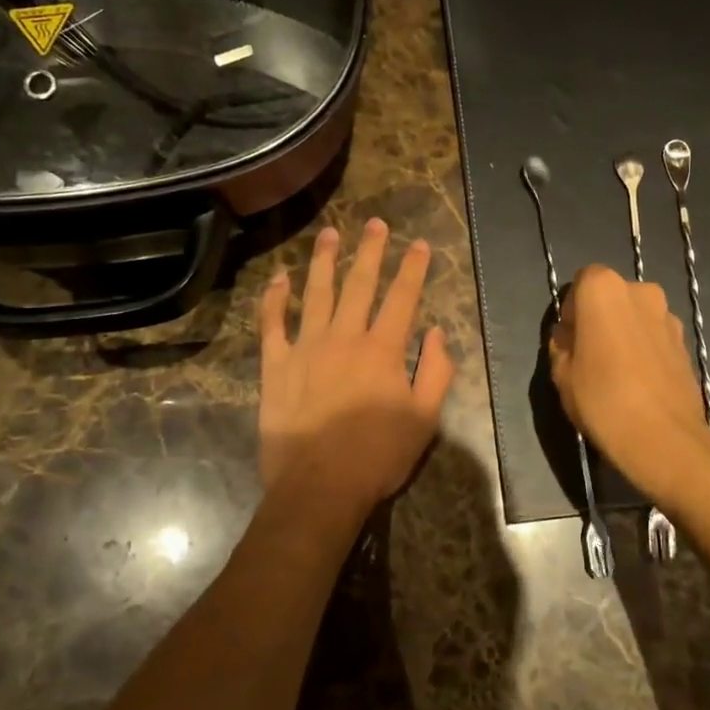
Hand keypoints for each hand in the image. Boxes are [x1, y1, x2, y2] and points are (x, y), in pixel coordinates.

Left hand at [256, 219, 453, 543]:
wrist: (319, 486)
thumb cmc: (378, 456)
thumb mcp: (425, 419)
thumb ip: (436, 372)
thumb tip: (437, 333)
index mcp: (383, 350)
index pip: (402, 298)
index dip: (412, 268)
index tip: (418, 244)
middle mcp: (344, 337)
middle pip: (360, 284)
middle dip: (370, 251)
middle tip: (375, 223)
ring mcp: (306, 347)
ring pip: (316, 293)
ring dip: (324, 261)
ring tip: (330, 234)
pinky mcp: (276, 365)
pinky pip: (272, 324)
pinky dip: (275, 299)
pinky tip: (279, 278)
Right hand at [549, 265, 709, 495]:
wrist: (663, 437)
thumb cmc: (602, 399)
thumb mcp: (561, 373)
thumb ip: (561, 344)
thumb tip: (570, 336)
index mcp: (604, 289)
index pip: (582, 282)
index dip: (572, 309)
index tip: (569, 339)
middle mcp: (641, 291)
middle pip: (613, 297)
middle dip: (600, 318)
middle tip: (590, 354)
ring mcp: (668, 316)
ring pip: (637, 317)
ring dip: (625, 333)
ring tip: (617, 372)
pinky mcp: (687, 343)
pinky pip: (656, 337)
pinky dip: (646, 350)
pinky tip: (639, 382)